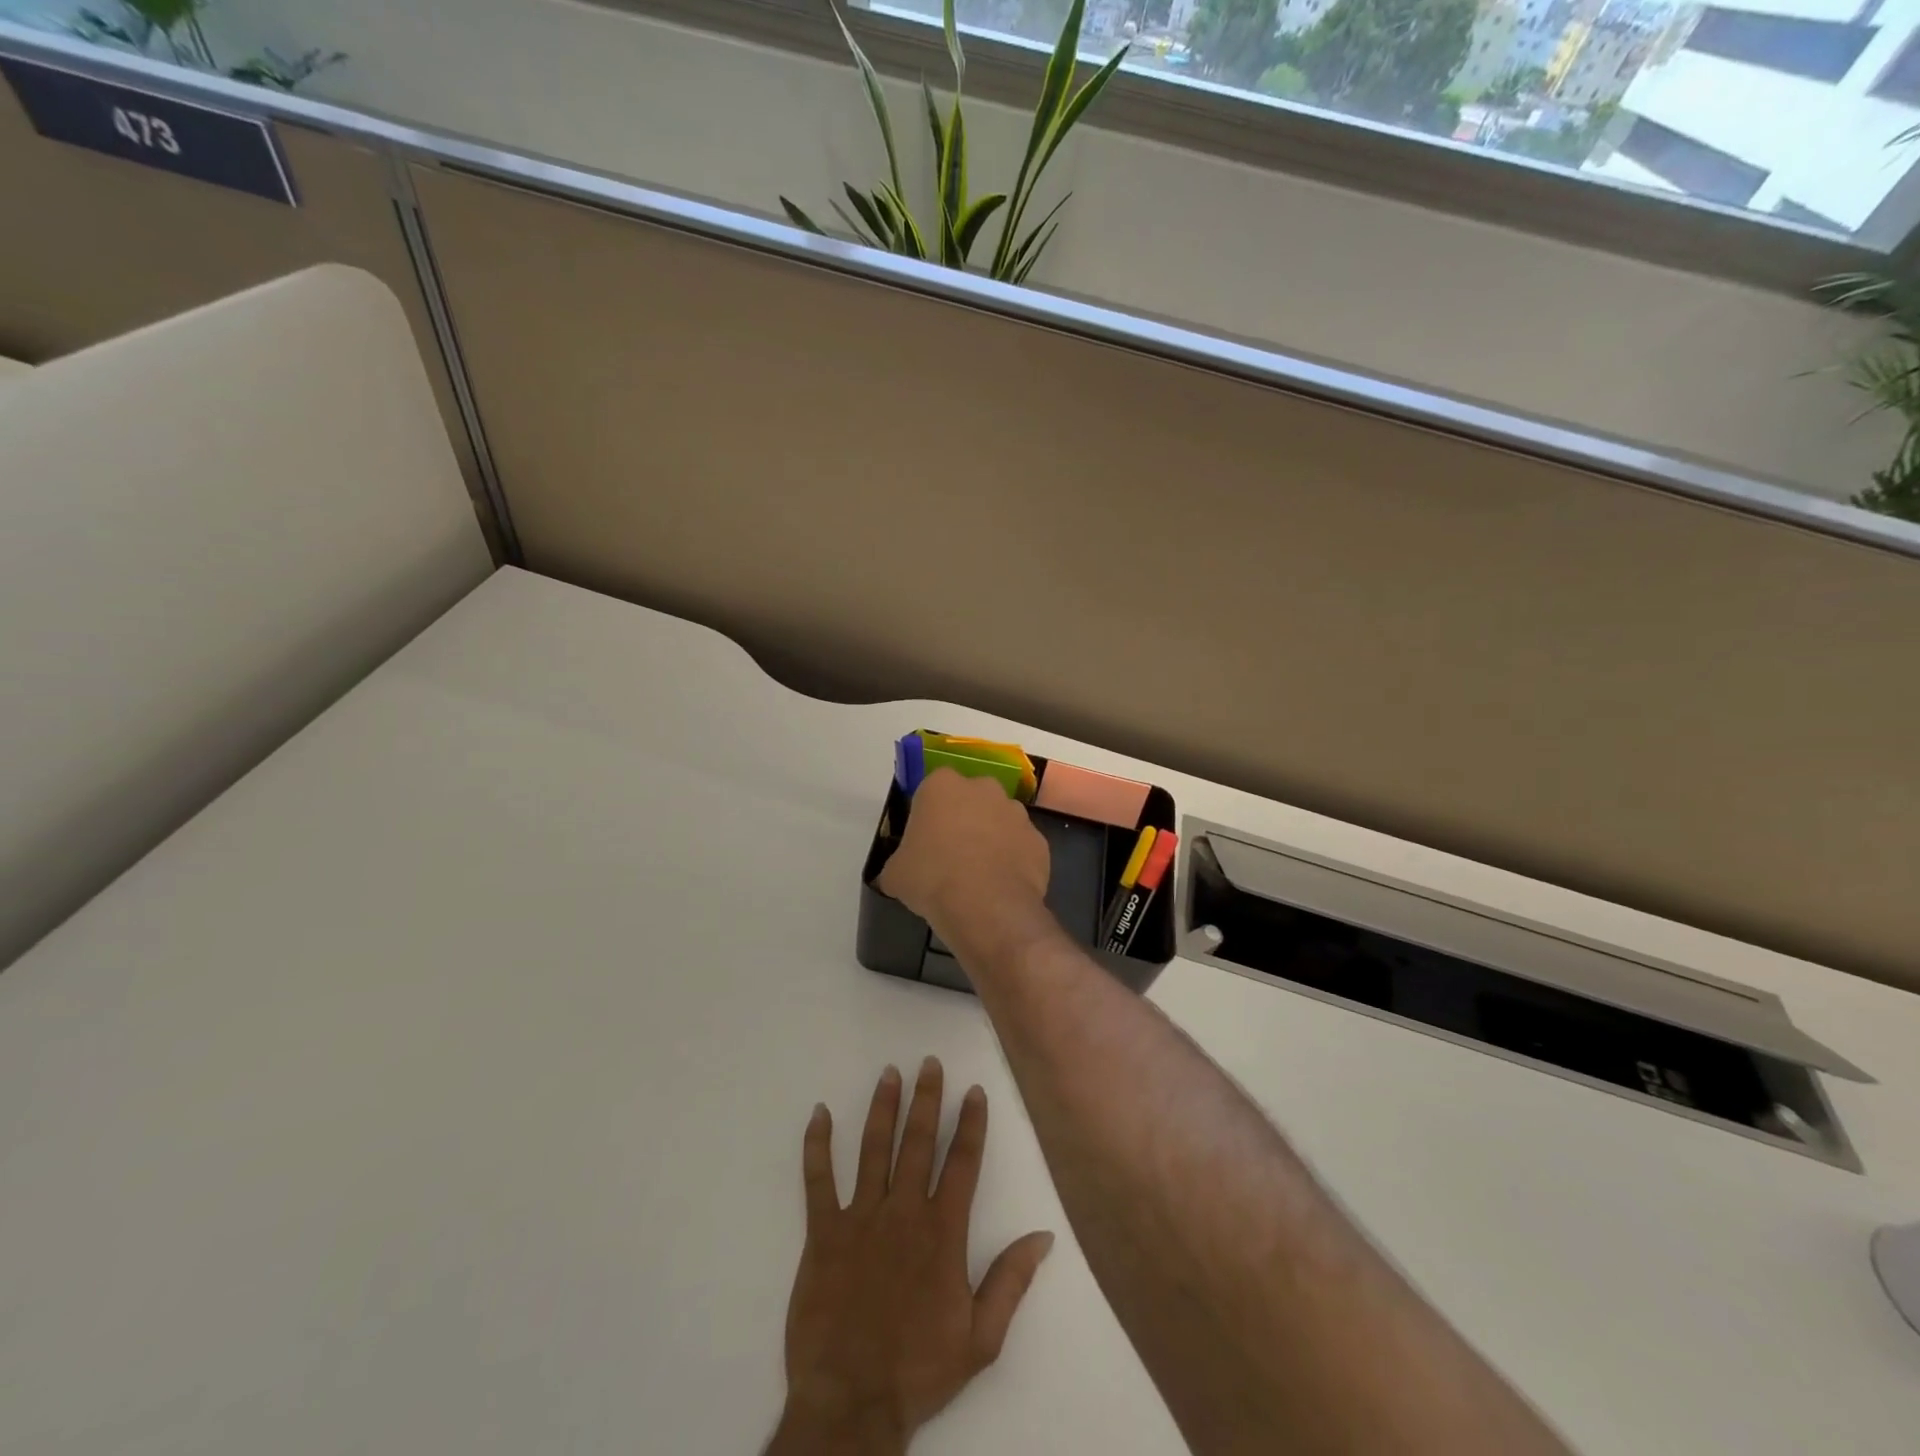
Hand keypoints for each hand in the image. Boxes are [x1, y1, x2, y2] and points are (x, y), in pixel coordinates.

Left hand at [767, 1058, 1055, 1454]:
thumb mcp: (981, 1337)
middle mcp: (903, 1212)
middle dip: (926, 1099)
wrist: (851, 1404)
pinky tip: (818, 1113)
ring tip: (889, 1073)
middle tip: (929, 1063)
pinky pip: (817, 1180)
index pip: (962, 1163)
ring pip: (873, 1148)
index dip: (970, 1123)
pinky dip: (817, 1145)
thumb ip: (1012, 1281)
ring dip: (882, 1108)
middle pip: (918, 1142)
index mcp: (942, 1232)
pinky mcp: (822, 1233)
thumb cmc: (919, 1370)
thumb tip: (1044, 1235)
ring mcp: (860, 1218)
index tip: (974, 1090)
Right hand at [878, 769, 1049, 935]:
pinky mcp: (1039, 840)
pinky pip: (1020, 847)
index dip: (927, 815)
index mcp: (942, 785)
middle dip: (963, 819)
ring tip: (979, 875)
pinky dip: (1013, 861)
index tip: (923, 840)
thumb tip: (902, 871)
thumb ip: (899, 861)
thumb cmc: (932, 878)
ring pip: (999, 821)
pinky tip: (1000, 886)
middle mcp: (983, 788)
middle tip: (950, 855)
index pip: (931, 790)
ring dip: (990, 838)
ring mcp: (1017, 813)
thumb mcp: (895, 873)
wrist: (987, 906)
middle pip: (970, 799)